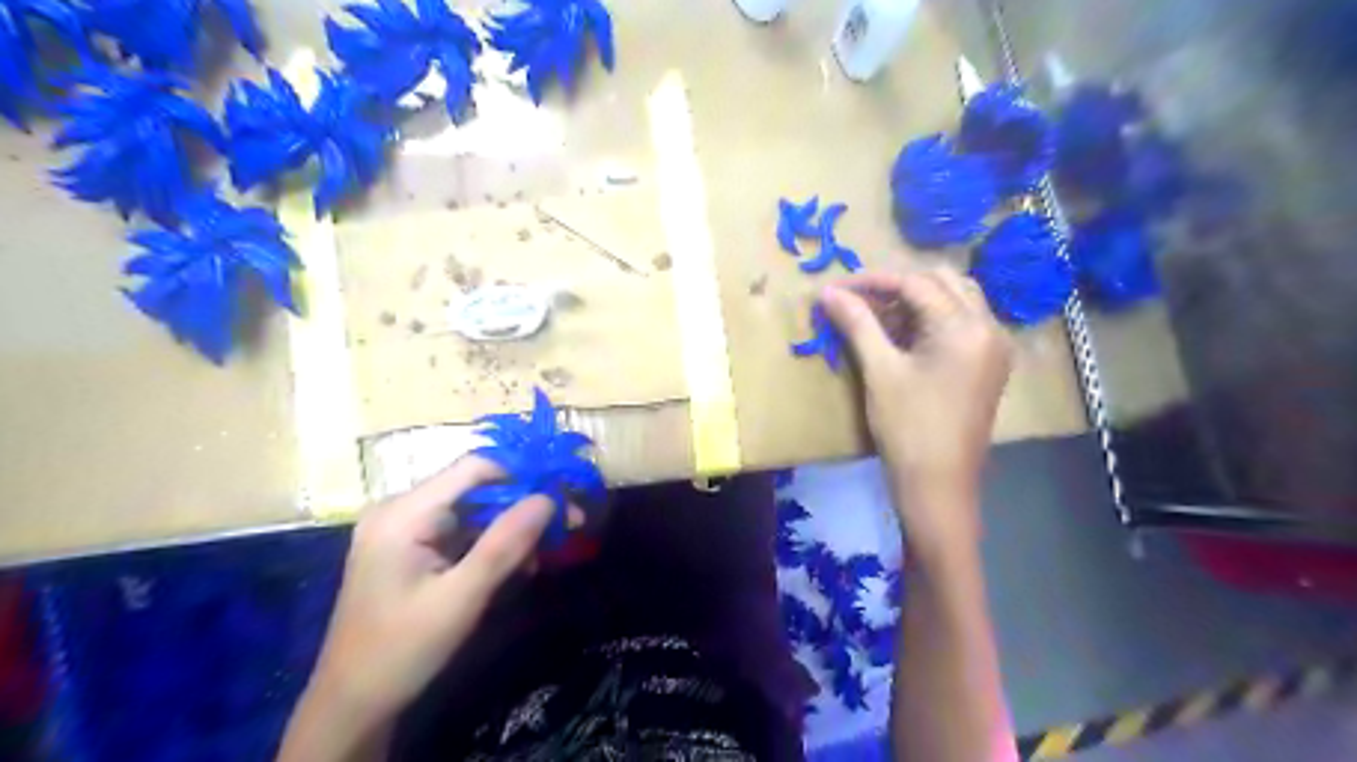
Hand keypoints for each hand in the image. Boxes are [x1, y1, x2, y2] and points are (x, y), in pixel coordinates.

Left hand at [294, 459, 553, 742]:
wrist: (352, 705)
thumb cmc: (402, 650)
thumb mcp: (461, 598)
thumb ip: (505, 545)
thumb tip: (548, 498)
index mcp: (403, 513)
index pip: (474, 467)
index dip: (522, 474)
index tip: (563, 495)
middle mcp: (400, 509)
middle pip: (475, 487)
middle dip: (522, 505)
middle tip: (568, 524)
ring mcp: (403, 528)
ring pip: (473, 510)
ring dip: (510, 528)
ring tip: (543, 555)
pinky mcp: (409, 547)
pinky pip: (461, 531)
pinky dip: (491, 544)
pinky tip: (516, 566)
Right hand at [815, 269, 1006, 560]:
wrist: (938, 487)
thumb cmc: (907, 428)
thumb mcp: (880, 371)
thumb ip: (857, 324)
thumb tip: (828, 292)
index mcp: (965, 327)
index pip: (917, 283)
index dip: (873, 280)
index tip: (837, 287)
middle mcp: (989, 328)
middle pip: (942, 282)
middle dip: (898, 285)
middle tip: (858, 301)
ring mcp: (994, 347)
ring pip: (955, 300)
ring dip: (916, 300)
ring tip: (876, 317)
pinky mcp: (988, 365)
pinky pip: (962, 324)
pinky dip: (931, 320)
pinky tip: (902, 336)